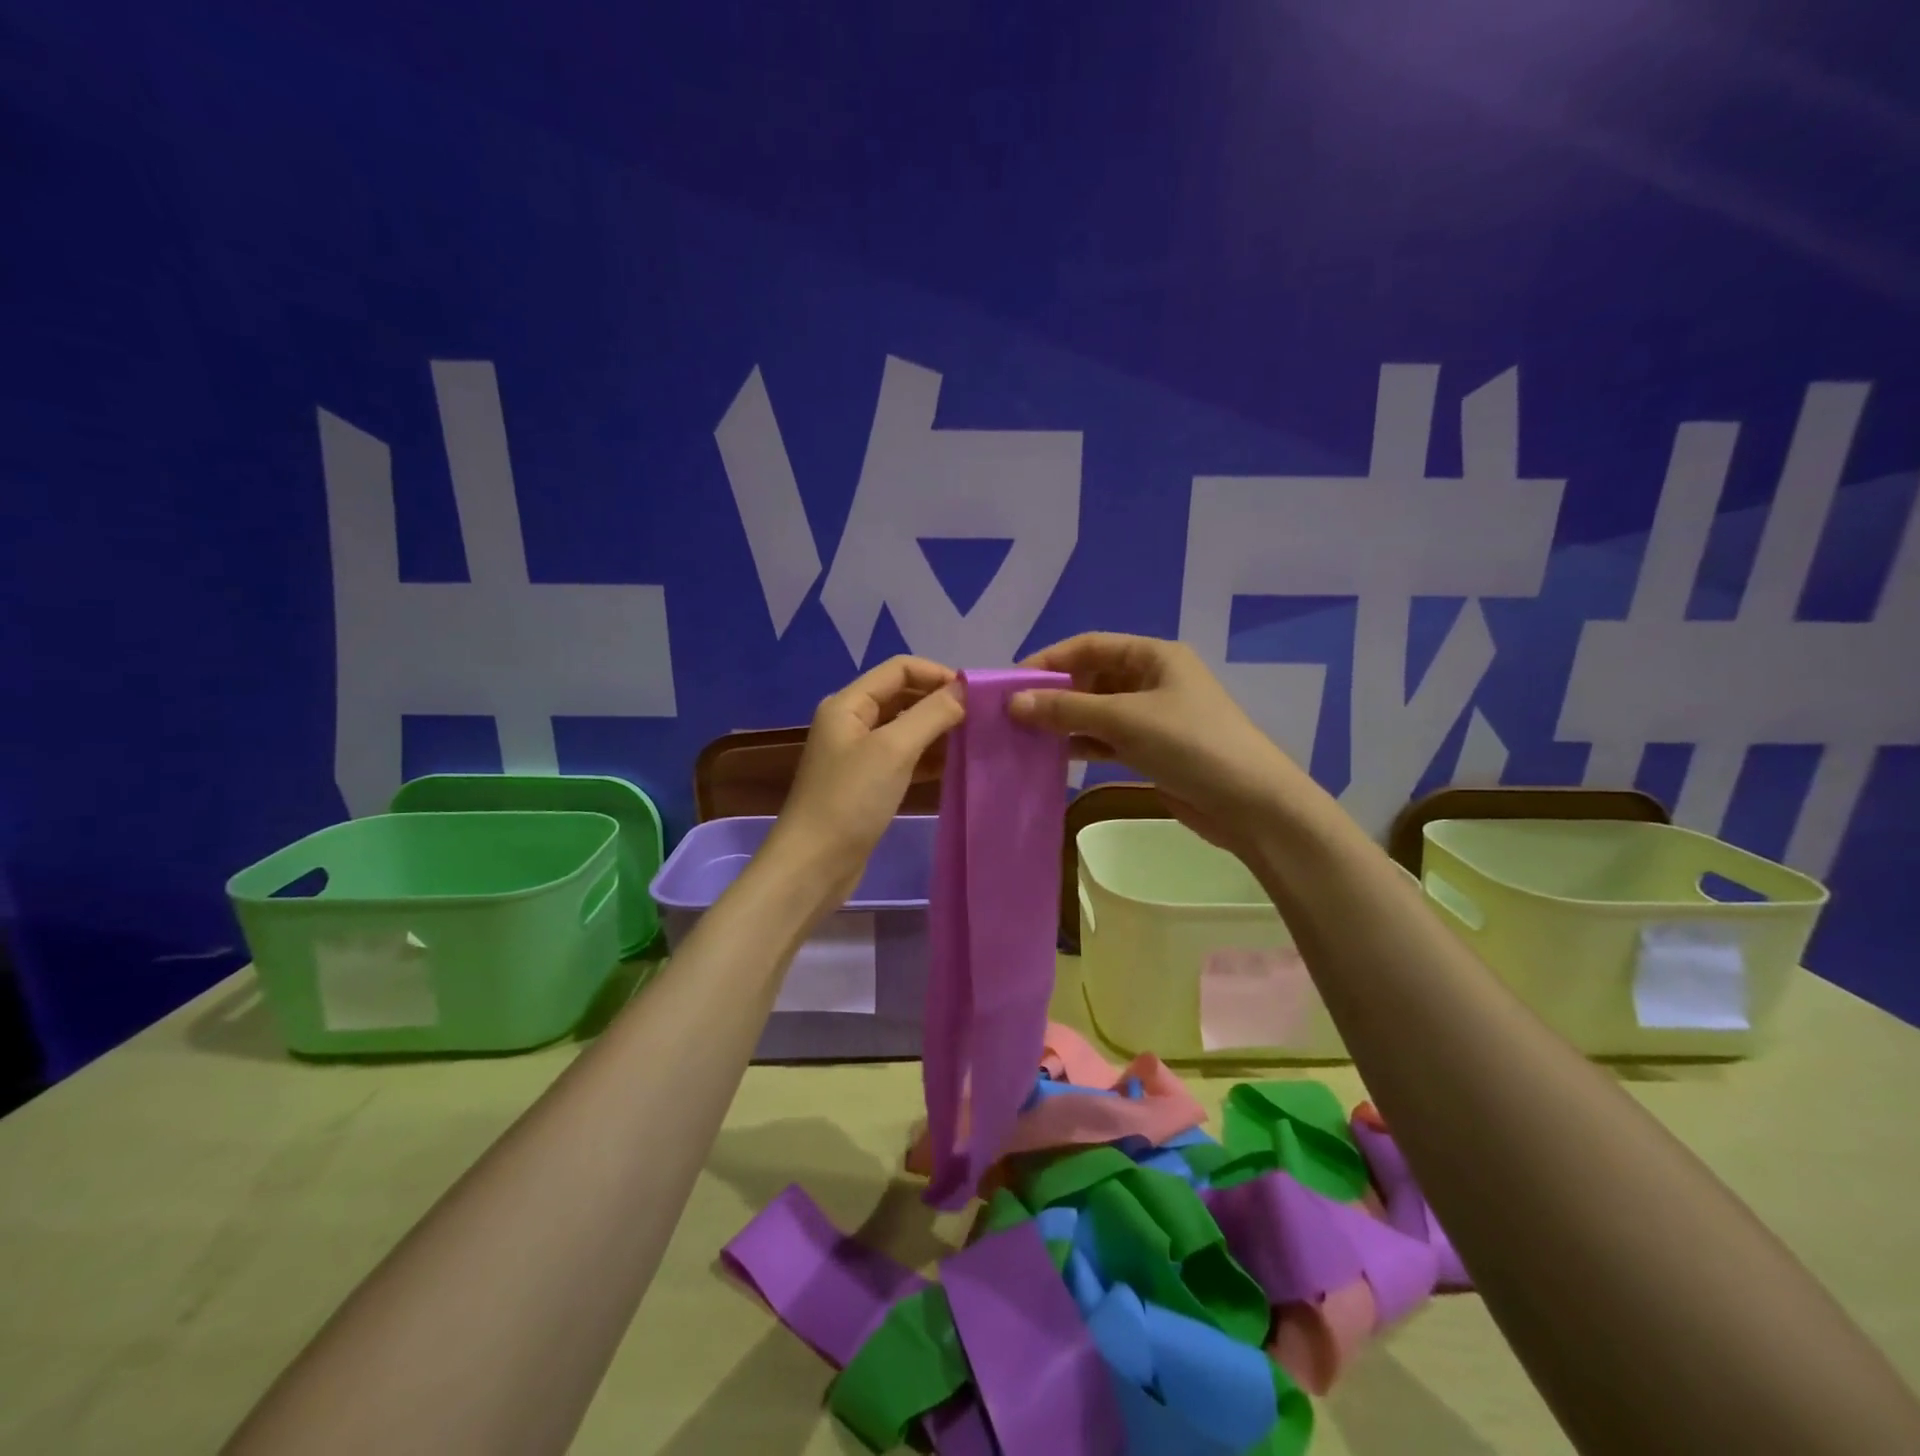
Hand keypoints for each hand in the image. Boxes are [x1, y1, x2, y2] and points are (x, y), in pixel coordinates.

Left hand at [768, 656, 965, 899]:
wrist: (814, 865)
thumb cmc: (851, 800)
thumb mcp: (894, 750)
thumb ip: (931, 714)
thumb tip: (965, 689)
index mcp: (848, 703)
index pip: (900, 668)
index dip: (938, 674)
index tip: (976, 696)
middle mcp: (851, 721)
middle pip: (903, 695)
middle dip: (940, 702)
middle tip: (979, 719)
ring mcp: (858, 753)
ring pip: (905, 727)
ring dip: (937, 730)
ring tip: (973, 741)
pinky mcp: (867, 782)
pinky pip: (903, 757)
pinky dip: (927, 757)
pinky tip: (953, 766)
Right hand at [1008, 633, 1307, 853]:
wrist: (1250, 804)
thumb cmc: (1190, 745)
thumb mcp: (1125, 720)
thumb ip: (1067, 709)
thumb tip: (1013, 702)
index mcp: (1154, 656)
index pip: (1089, 646)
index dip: (1049, 660)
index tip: (1011, 682)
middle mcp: (1153, 680)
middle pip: (1093, 677)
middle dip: (1055, 693)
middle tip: (1014, 715)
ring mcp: (1154, 717)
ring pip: (1099, 711)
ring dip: (1066, 721)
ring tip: (1026, 736)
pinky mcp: (1154, 750)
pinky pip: (1109, 739)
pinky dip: (1084, 744)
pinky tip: (1056, 756)